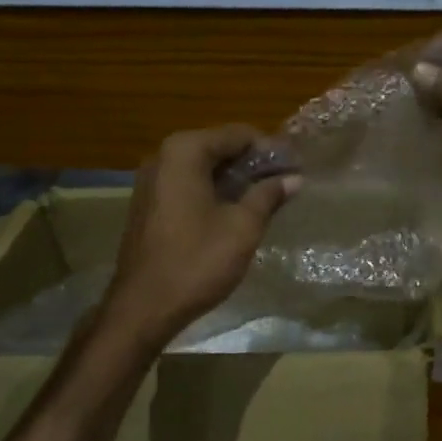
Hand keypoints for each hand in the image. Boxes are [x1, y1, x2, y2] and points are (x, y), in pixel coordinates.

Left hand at [104, 125, 298, 345]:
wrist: (145, 306)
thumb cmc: (197, 262)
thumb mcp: (242, 227)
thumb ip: (268, 195)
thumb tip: (294, 178)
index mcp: (185, 152)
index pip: (238, 134)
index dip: (271, 149)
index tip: (296, 168)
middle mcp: (163, 156)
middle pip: (219, 148)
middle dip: (253, 164)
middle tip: (286, 184)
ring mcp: (152, 181)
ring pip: (204, 169)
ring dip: (235, 180)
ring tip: (268, 200)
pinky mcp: (149, 204)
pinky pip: (189, 186)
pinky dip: (214, 193)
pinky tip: (236, 213)